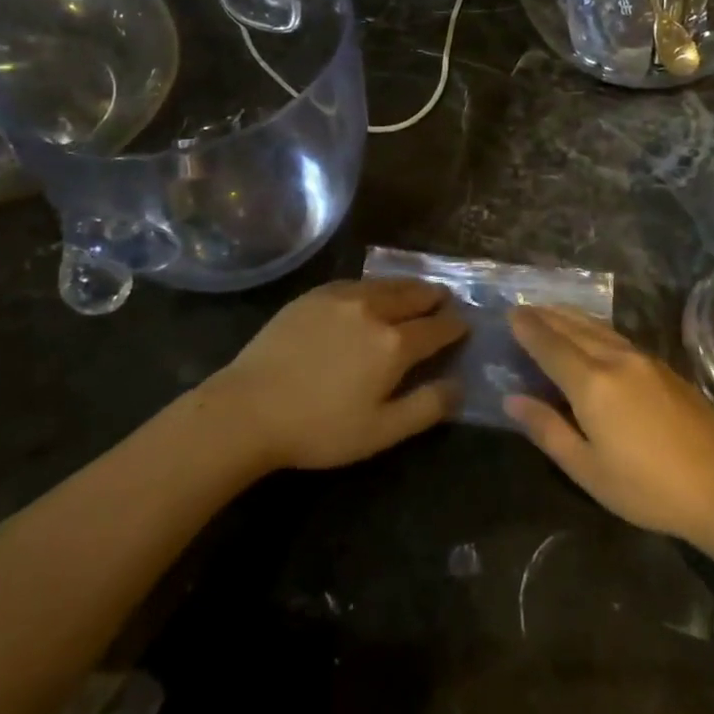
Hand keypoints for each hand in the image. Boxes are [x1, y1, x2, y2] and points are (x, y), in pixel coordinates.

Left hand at [215, 279, 466, 470]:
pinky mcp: (315, 295)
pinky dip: (377, 286)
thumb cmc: (319, 428)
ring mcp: (342, 297)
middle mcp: (374, 309)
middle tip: (446, 301)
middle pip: (416, 295)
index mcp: (395, 343)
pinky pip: (358, 282)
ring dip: (409, 287)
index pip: (439, 327)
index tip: (465, 325)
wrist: (248, 409)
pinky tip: (373, 293)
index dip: (456, 326)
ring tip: (418, 292)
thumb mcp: (381, 431)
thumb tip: (459, 386)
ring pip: (388, 283)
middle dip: (436, 298)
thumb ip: (426, 407)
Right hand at [504, 306, 713, 542]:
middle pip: (574, 329)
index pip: (550, 345)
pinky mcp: (665, 368)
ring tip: (554, 312)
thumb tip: (512, 399)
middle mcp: (615, 360)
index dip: (529, 329)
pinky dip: (596, 329)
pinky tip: (595, 335)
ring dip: (572, 317)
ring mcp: (644, 360)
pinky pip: (619, 337)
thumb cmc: (645, 487)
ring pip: (599, 328)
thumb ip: (548, 429)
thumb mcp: (587, 468)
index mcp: (591, 383)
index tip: (512, 313)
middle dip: (547, 316)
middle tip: (526, 307)